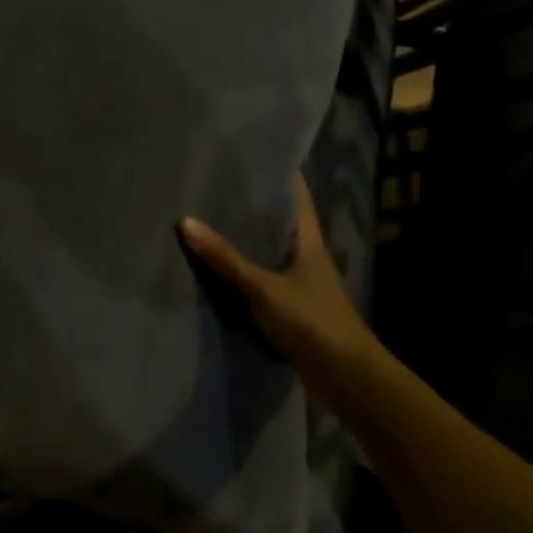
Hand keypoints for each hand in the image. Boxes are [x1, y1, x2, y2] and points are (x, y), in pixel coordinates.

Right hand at [179, 174, 375, 390]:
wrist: (348, 380)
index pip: (294, 193)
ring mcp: (298, 280)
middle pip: (275, 219)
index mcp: (308, 239)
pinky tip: (214, 264)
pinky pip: (259, 275)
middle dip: (248, 202)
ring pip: (265, 248)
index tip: (245, 152)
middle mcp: (304, 253)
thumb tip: (185, 222)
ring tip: (205, 215)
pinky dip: (240, 267)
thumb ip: (226, 258)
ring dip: (242, 236)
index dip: (275, 170)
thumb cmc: (313, 322)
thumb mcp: (265, 288)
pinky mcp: (289, 305)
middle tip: (211, 181)